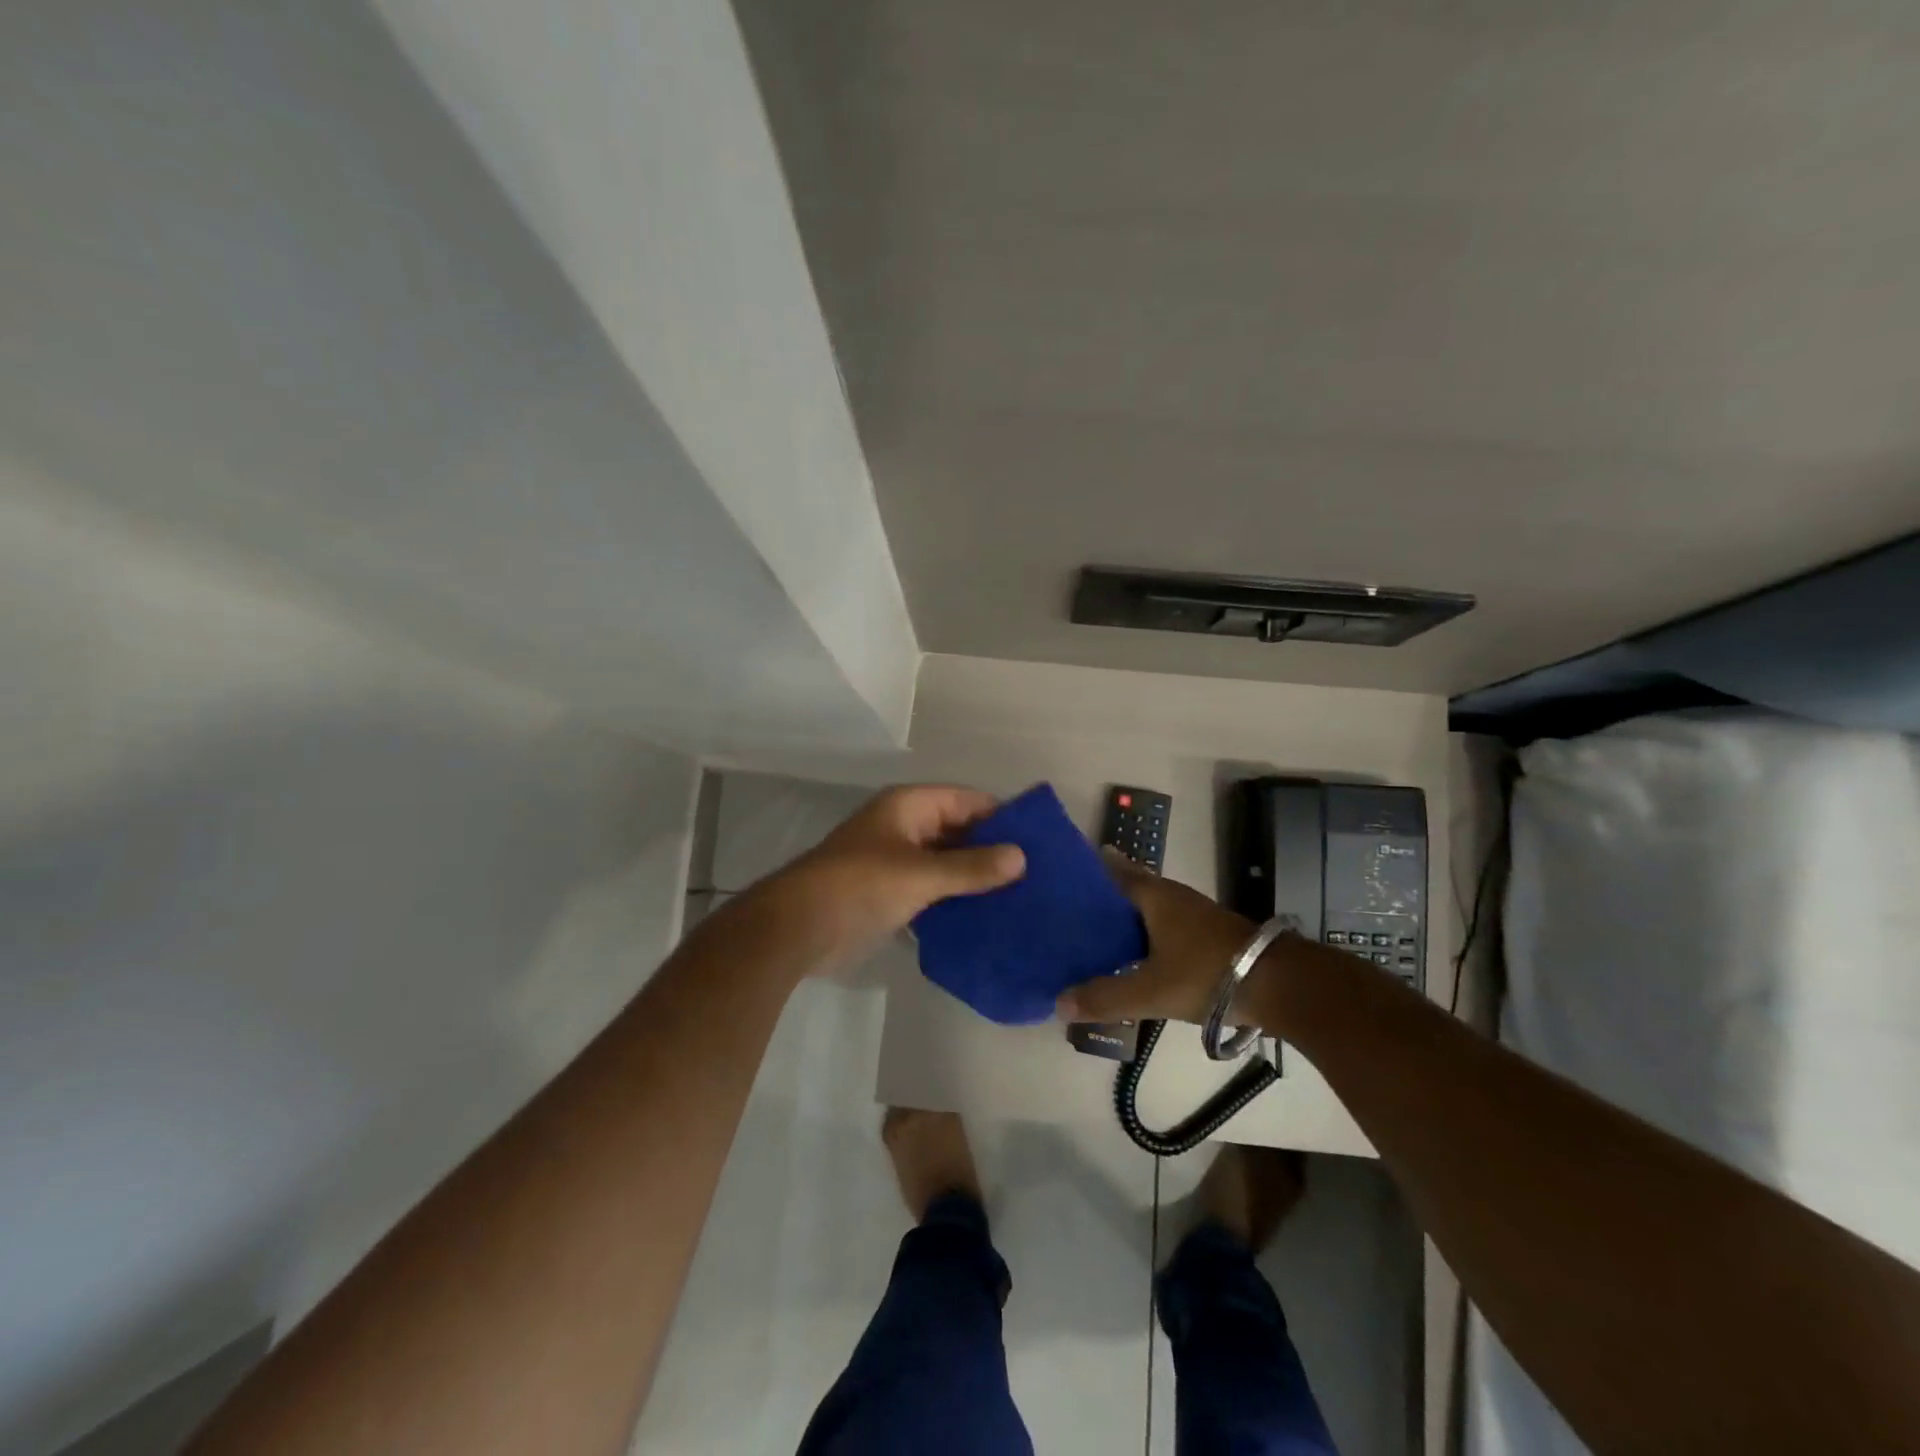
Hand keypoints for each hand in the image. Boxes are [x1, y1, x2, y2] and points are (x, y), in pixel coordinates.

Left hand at [779, 785, 1025, 965]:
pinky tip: (988, 917)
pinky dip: (955, 899)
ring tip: (1023, 898)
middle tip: (1039, 875)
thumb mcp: (920, 874)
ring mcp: (896, 861)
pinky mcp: (890, 893)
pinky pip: (933, 889)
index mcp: (909, 806)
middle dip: (993, 850)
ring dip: (975, 878)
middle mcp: (905, 826)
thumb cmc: (859, 886)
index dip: (1003, 817)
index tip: (1041, 841)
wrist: (796, 929)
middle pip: (959, 831)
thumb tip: (1021, 857)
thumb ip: (970, 867)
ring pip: (947, 862)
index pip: (968, 801)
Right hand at [1055, 850, 1257, 1023]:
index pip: (1116, 872)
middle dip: (1105, 899)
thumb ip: (1105, 997)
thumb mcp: (1150, 991)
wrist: (1281, 986)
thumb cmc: (1207, 974)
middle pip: (1132, 890)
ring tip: (1099, 937)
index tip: (1066, 874)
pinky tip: (1138, 958)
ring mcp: (1196, 916)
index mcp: (1156, 896)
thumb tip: (1058, 1003)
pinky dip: (1148, 937)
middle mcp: (1175, 897)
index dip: (1093, 870)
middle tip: (1072, 912)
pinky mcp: (1211, 937)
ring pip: (1151, 911)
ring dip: (1128, 920)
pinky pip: (1167, 928)